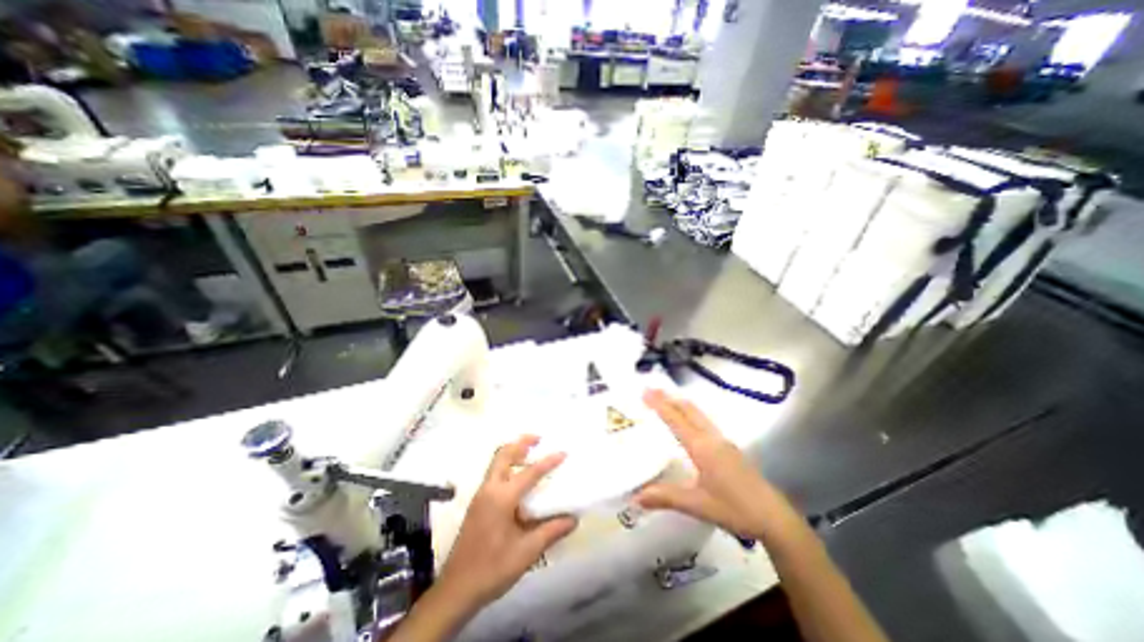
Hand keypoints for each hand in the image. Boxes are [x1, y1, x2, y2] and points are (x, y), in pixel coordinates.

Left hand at [438, 437, 582, 611]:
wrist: (456, 589)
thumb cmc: (492, 569)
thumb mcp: (526, 552)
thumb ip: (550, 531)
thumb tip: (573, 519)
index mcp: (502, 498)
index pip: (530, 473)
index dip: (548, 461)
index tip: (563, 452)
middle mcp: (489, 489)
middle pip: (504, 454)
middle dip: (521, 442)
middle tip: (539, 438)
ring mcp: (480, 495)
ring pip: (496, 462)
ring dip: (513, 451)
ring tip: (530, 450)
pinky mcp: (477, 503)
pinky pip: (493, 472)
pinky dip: (506, 464)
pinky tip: (517, 476)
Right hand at [635, 392, 787, 540]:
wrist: (775, 518)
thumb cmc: (735, 509)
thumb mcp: (697, 505)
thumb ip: (666, 497)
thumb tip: (636, 497)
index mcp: (702, 447)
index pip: (676, 420)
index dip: (660, 405)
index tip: (645, 391)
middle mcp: (712, 438)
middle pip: (689, 410)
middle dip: (669, 398)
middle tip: (651, 389)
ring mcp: (723, 442)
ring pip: (698, 414)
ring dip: (681, 404)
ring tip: (666, 399)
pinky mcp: (730, 448)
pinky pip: (705, 422)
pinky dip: (691, 413)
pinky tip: (689, 421)